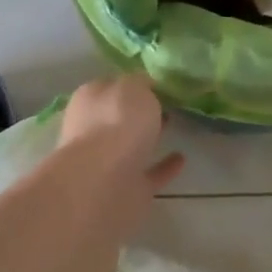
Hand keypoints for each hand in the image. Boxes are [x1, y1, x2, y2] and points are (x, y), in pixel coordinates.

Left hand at [60, 74, 184, 194]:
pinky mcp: (126, 188)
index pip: (111, 86)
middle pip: (119, 116)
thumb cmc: (116, 122)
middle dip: (139, 111)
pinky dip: (164, 166)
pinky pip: (149, 173)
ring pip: (132, 145)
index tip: (158, 83)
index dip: (133, 83)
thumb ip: (140, 83)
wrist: (104, 182)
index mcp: (90, 100)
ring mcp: (108, 162)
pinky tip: (181, 158)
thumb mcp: (133, 87)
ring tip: (176, 124)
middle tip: (169, 102)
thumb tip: (144, 85)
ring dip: (150, 137)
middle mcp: (93, 130)